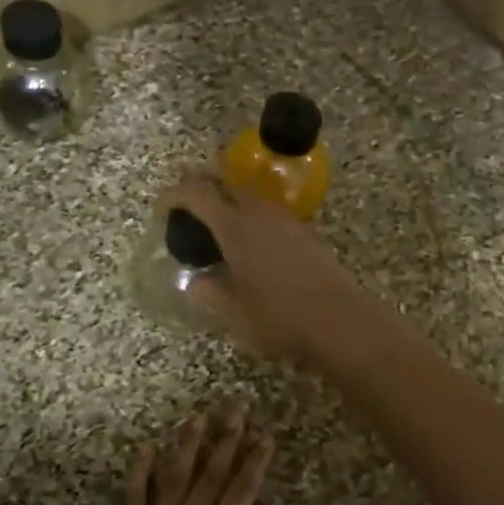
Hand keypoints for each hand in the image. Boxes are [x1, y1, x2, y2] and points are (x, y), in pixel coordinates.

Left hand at [88, 398, 276, 504]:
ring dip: (187, 444)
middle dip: (226, 438)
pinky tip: (145, 449)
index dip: (255, 460)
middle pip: (210, 473)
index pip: (241, 490)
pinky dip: (139, 472)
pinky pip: (132, 499)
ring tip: (198, 416)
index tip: (265, 433)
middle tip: (235, 406)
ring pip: (173, 477)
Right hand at [160, 171, 381, 365]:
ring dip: (230, 199)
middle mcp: (260, 214)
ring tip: (217, 222)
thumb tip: (194, 282)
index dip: (176, 195)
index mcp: (235, 227)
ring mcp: (287, 221)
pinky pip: (270, 212)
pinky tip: (251, 241)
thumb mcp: (232, 313)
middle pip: (227, 183)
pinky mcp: (307, 233)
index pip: (197, 194)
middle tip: (188, 203)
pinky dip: (252, 216)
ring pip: (251, 196)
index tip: (163, 206)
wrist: (340, 321)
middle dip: (203, 185)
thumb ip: (208, 293)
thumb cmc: (279, 318)